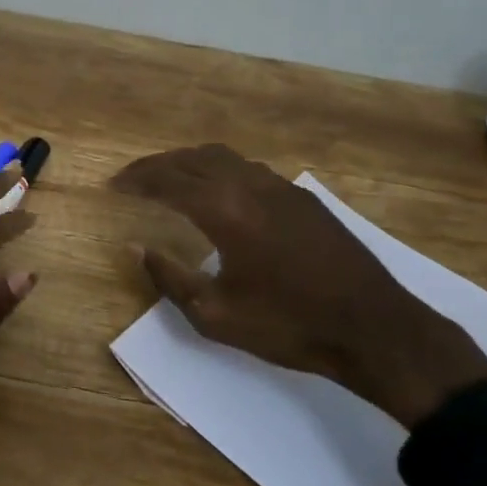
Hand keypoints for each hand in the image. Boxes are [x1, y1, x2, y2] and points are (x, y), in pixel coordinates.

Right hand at [111, 144, 486, 427]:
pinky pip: (248, 168)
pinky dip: (219, 170)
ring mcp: (281, 188)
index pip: (169, 181)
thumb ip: (170, 278)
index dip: (137, 181)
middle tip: (132, 178)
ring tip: (168, 178)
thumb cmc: (288, 325)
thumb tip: (138, 248)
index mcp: (226, 211)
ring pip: (224, 158)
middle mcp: (251, 186)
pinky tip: (218, 192)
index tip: (113, 186)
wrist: (373, 327)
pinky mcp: (303, 198)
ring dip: (189, 162)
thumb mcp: (216, 314)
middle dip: (157, 165)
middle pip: (193, 159)